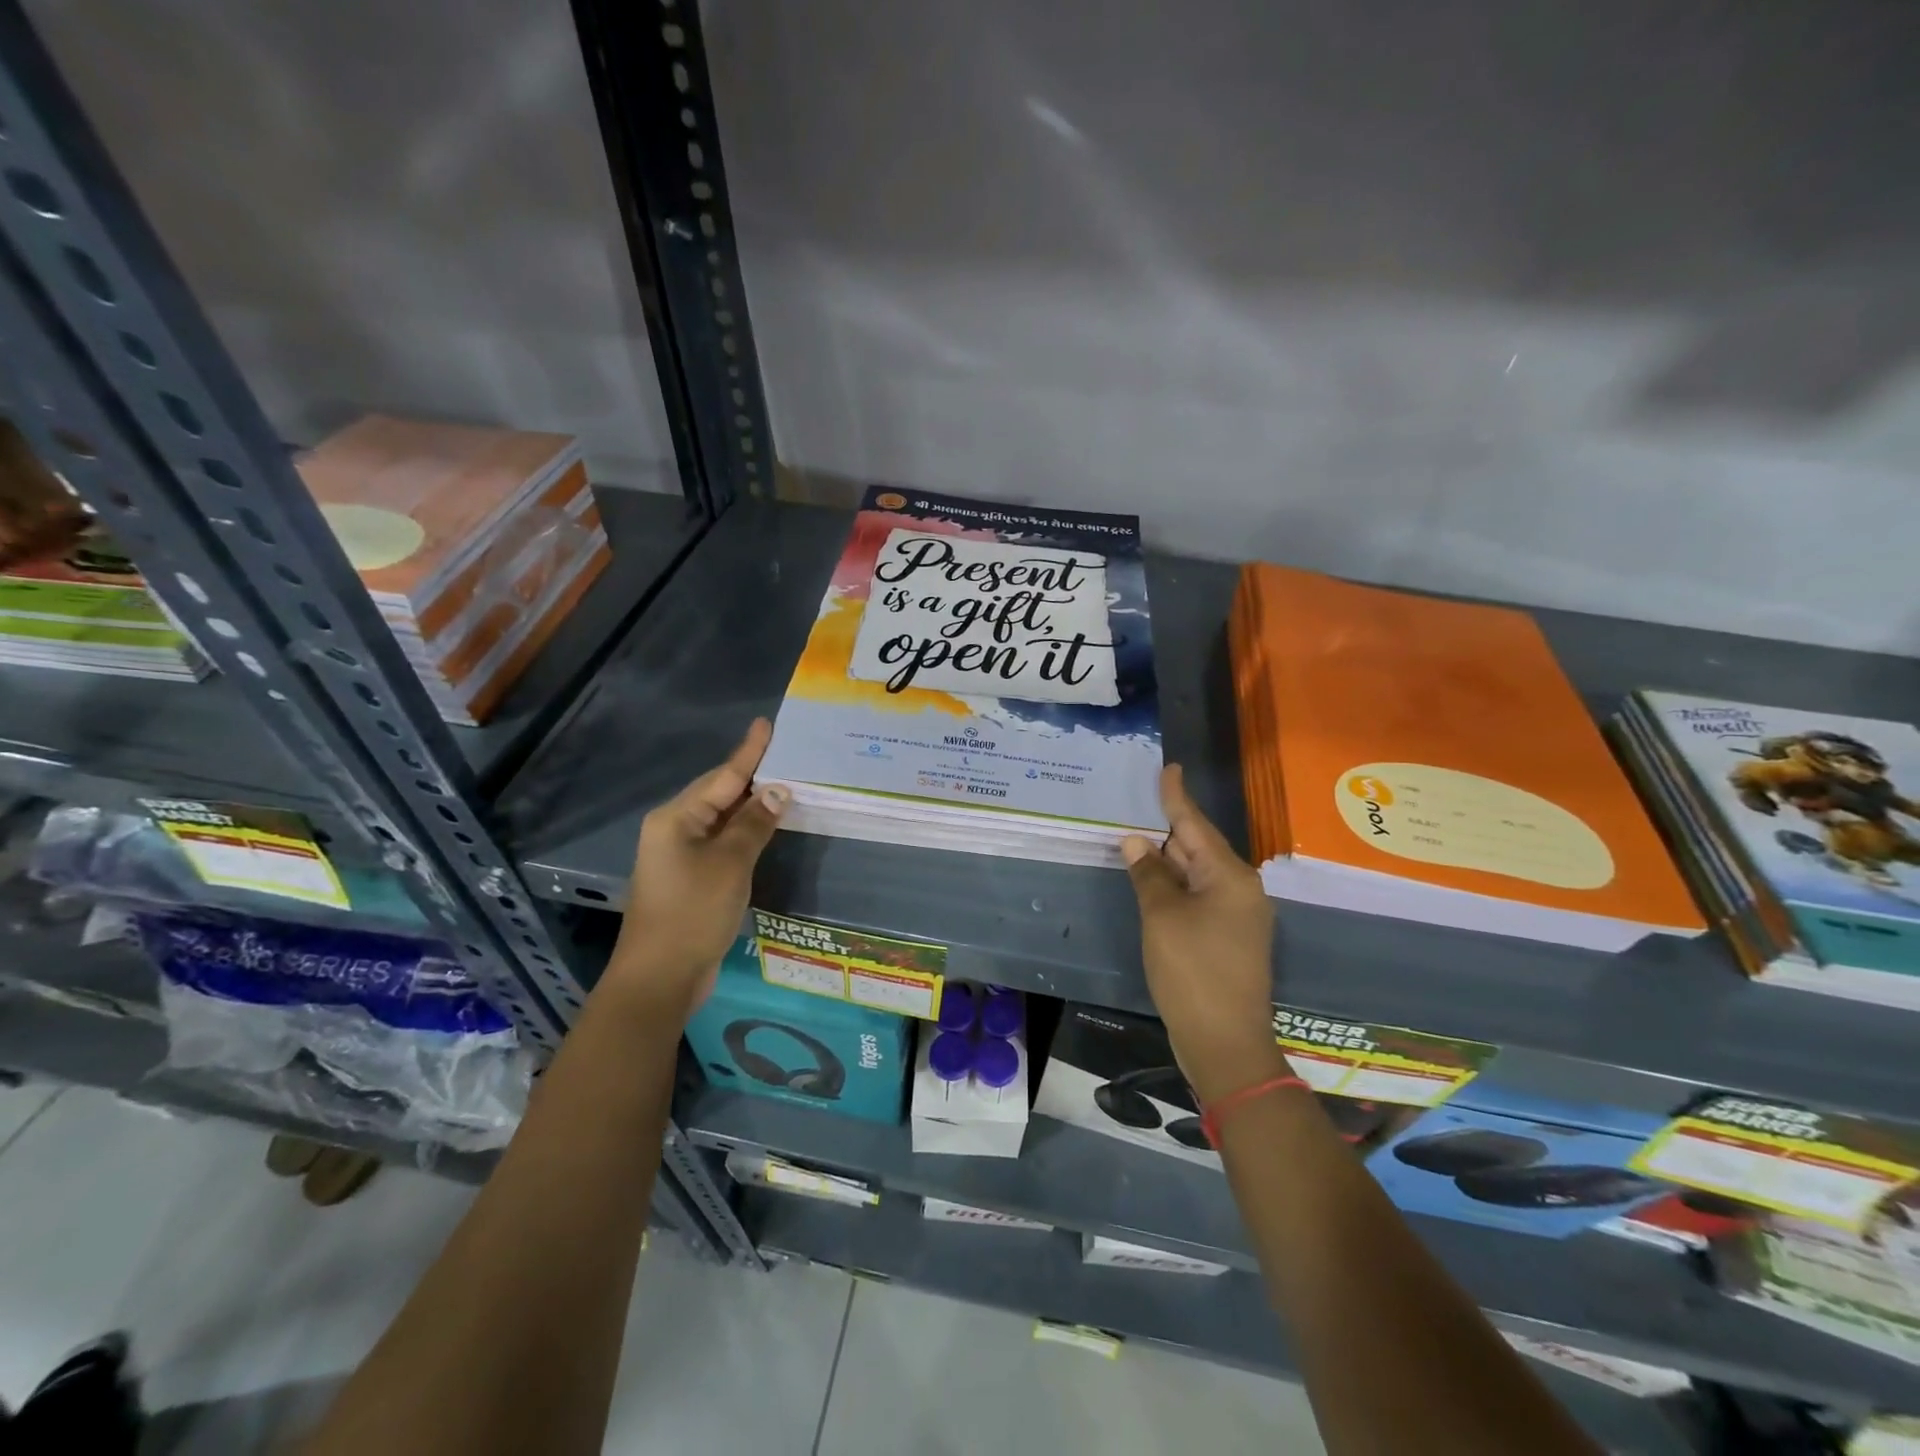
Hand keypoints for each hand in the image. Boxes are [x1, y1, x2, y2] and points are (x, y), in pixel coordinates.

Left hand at [606, 718, 787, 1019]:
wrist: (660, 977)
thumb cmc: (693, 912)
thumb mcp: (730, 863)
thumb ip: (755, 823)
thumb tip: (778, 791)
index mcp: (676, 818)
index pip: (723, 776)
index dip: (749, 752)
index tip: (766, 725)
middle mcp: (674, 829)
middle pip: (719, 793)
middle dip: (752, 776)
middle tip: (787, 756)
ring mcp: (679, 856)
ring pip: (722, 819)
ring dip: (752, 805)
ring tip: (785, 785)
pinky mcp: (690, 879)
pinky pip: (722, 842)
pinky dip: (745, 832)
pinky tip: (766, 828)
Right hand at [1122, 765, 1282, 1105]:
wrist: (1225, 1043)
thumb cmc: (1193, 972)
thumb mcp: (1162, 918)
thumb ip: (1150, 875)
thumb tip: (1137, 842)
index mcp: (1229, 877)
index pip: (1195, 824)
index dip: (1176, 796)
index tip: (1169, 767)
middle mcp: (1239, 890)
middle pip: (1197, 847)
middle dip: (1167, 830)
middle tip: (1136, 805)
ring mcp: (1236, 916)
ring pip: (1196, 874)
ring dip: (1167, 861)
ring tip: (1136, 839)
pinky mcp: (1227, 938)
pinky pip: (1197, 898)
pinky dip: (1174, 887)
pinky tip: (1151, 883)